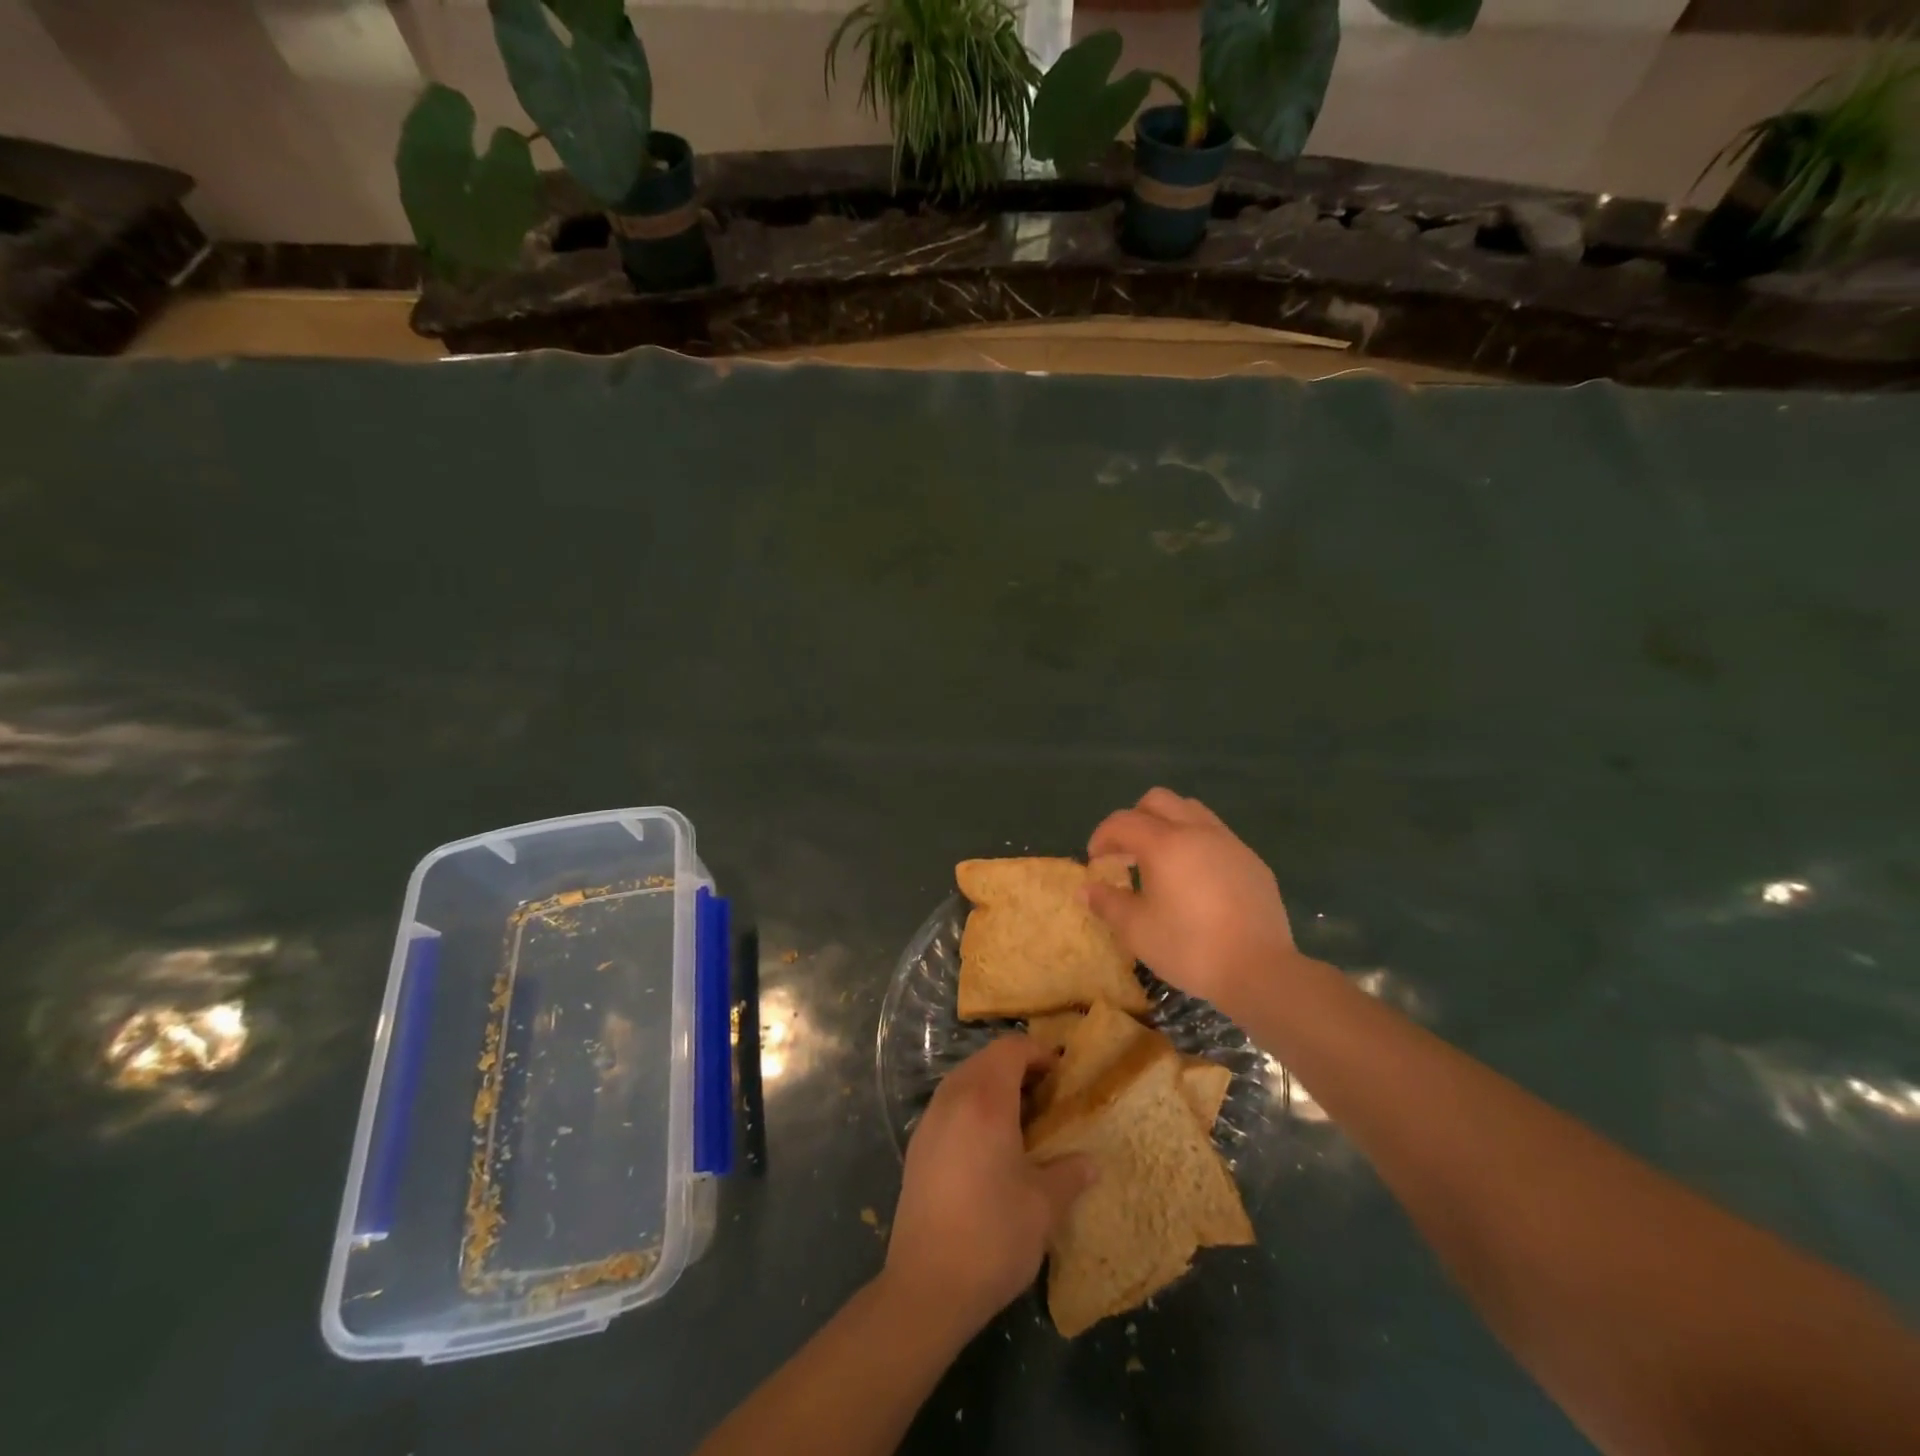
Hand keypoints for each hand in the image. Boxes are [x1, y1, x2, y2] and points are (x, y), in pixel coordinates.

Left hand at [884, 1037, 1093, 1338]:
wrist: (926, 1286)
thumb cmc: (992, 1237)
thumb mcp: (1043, 1207)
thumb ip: (1069, 1175)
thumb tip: (1090, 1163)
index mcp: (985, 1101)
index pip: (1010, 1049)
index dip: (1038, 1053)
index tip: (1061, 1076)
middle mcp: (953, 1098)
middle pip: (985, 1059)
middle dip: (1017, 1067)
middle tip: (1046, 1097)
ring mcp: (929, 1120)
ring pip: (964, 1080)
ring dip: (993, 1086)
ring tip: (1021, 1121)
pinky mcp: (917, 1145)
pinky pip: (949, 1104)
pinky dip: (972, 1106)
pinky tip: (988, 1146)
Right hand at [1085, 787, 1298, 1008]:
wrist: (1260, 970)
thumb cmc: (1189, 947)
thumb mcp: (1137, 930)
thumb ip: (1107, 903)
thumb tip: (1085, 889)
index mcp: (1164, 844)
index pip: (1122, 822)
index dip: (1102, 837)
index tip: (1095, 861)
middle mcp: (1197, 831)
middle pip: (1158, 801)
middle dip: (1134, 818)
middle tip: (1125, 852)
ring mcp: (1229, 843)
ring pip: (1191, 810)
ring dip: (1168, 824)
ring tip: (1160, 859)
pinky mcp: (1252, 861)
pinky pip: (1216, 835)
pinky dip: (1196, 843)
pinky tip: (1195, 879)